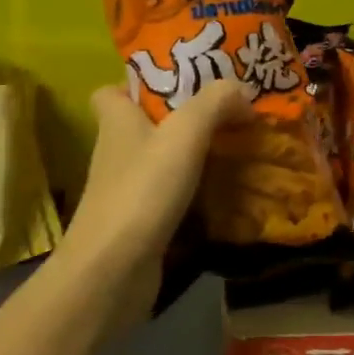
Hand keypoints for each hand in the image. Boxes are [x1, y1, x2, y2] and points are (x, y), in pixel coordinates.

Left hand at [48, 80, 251, 329]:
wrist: (112, 271)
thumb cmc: (143, 190)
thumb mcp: (185, 133)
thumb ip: (215, 102)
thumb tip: (241, 91)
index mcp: (117, 120)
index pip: (114, 90)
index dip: (142, 83)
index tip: (182, 82)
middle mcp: (117, 150)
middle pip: (147, 123)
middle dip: (184, 116)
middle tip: (229, 111)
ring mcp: (127, 189)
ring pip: (162, 159)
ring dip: (194, 153)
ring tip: (237, 146)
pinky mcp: (140, 221)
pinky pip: (171, 193)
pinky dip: (196, 189)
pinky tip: (227, 188)